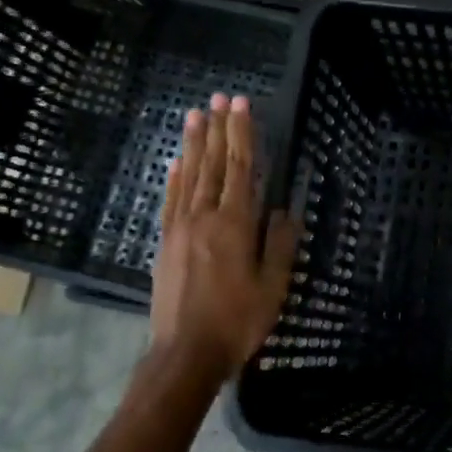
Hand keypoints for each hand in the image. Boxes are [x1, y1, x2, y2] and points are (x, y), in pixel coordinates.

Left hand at [145, 93, 298, 387]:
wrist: (185, 354)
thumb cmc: (237, 321)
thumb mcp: (273, 286)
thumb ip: (281, 244)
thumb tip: (285, 210)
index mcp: (235, 224)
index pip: (241, 168)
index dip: (242, 135)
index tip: (241, 105)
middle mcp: (204, 217)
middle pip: (212, 164)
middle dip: (218, 129)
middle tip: (219, 97)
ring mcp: (179, 228)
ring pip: (188, 176)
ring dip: (194, 144)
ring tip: (195, 115)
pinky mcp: (165, 243)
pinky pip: (170, 200)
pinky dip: (174, 177)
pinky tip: (177, 162)